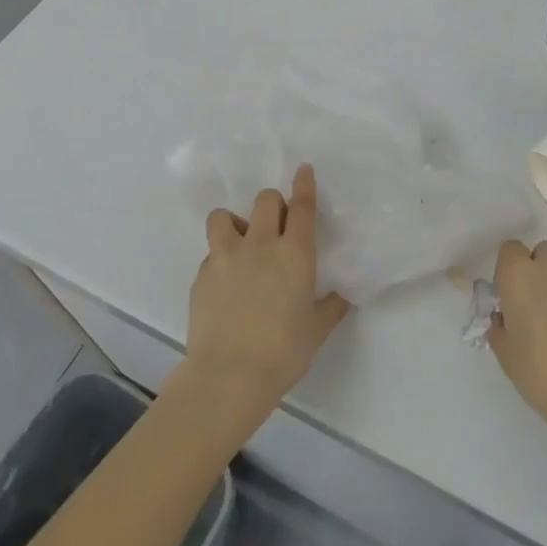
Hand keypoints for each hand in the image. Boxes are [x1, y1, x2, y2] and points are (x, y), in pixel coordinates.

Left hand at [179, 164, 348, 426]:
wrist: (228, 376)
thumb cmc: (283, 352)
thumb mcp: (316, 330)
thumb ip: (331, 306)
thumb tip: (344, 295)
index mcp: (295, 254)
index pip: (302, 206)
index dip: (304, 184)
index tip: (303, 169)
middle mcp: (261, 244)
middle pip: (265, 200)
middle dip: (273, 205)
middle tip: (276, 227)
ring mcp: (227, 256)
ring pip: (224, 216)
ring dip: (235, 222)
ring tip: (240, 243)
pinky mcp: (202, 274)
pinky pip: (211, 252)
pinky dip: (220, 258)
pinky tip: (225, 282)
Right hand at [489, 239, 546, 435]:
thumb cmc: (543, 373)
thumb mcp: (507, 357)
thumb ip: (500, 329)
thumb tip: (504, 320)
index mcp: (519, 275)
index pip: (510, 249)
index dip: (510, 269)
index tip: (512, 295)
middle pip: (544, 252)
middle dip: (541, 269)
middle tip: (540, 304)